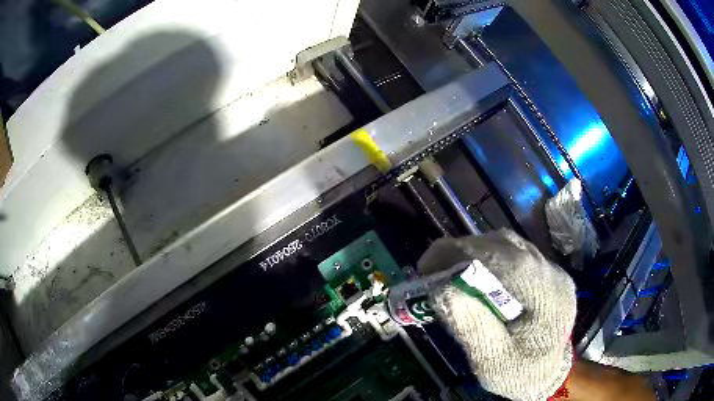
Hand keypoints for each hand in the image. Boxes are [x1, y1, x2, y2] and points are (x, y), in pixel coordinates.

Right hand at [419, 229, 575, 400]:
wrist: (544, 372)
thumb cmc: (519, 374)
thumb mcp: (492, 362)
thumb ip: (471, 327)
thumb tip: (442, 288)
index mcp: (551, 301)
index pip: (515, 265)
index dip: (472, 256)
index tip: (431, 264)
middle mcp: (554, 275)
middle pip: (509, 248)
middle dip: (465, 251)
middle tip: (430, 267)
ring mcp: (549, 269)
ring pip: (508, 244)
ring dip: (472, 251)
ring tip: (444, 268)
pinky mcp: (539, 270)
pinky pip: (509, 252)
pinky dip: (483, 256)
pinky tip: (466, 272)